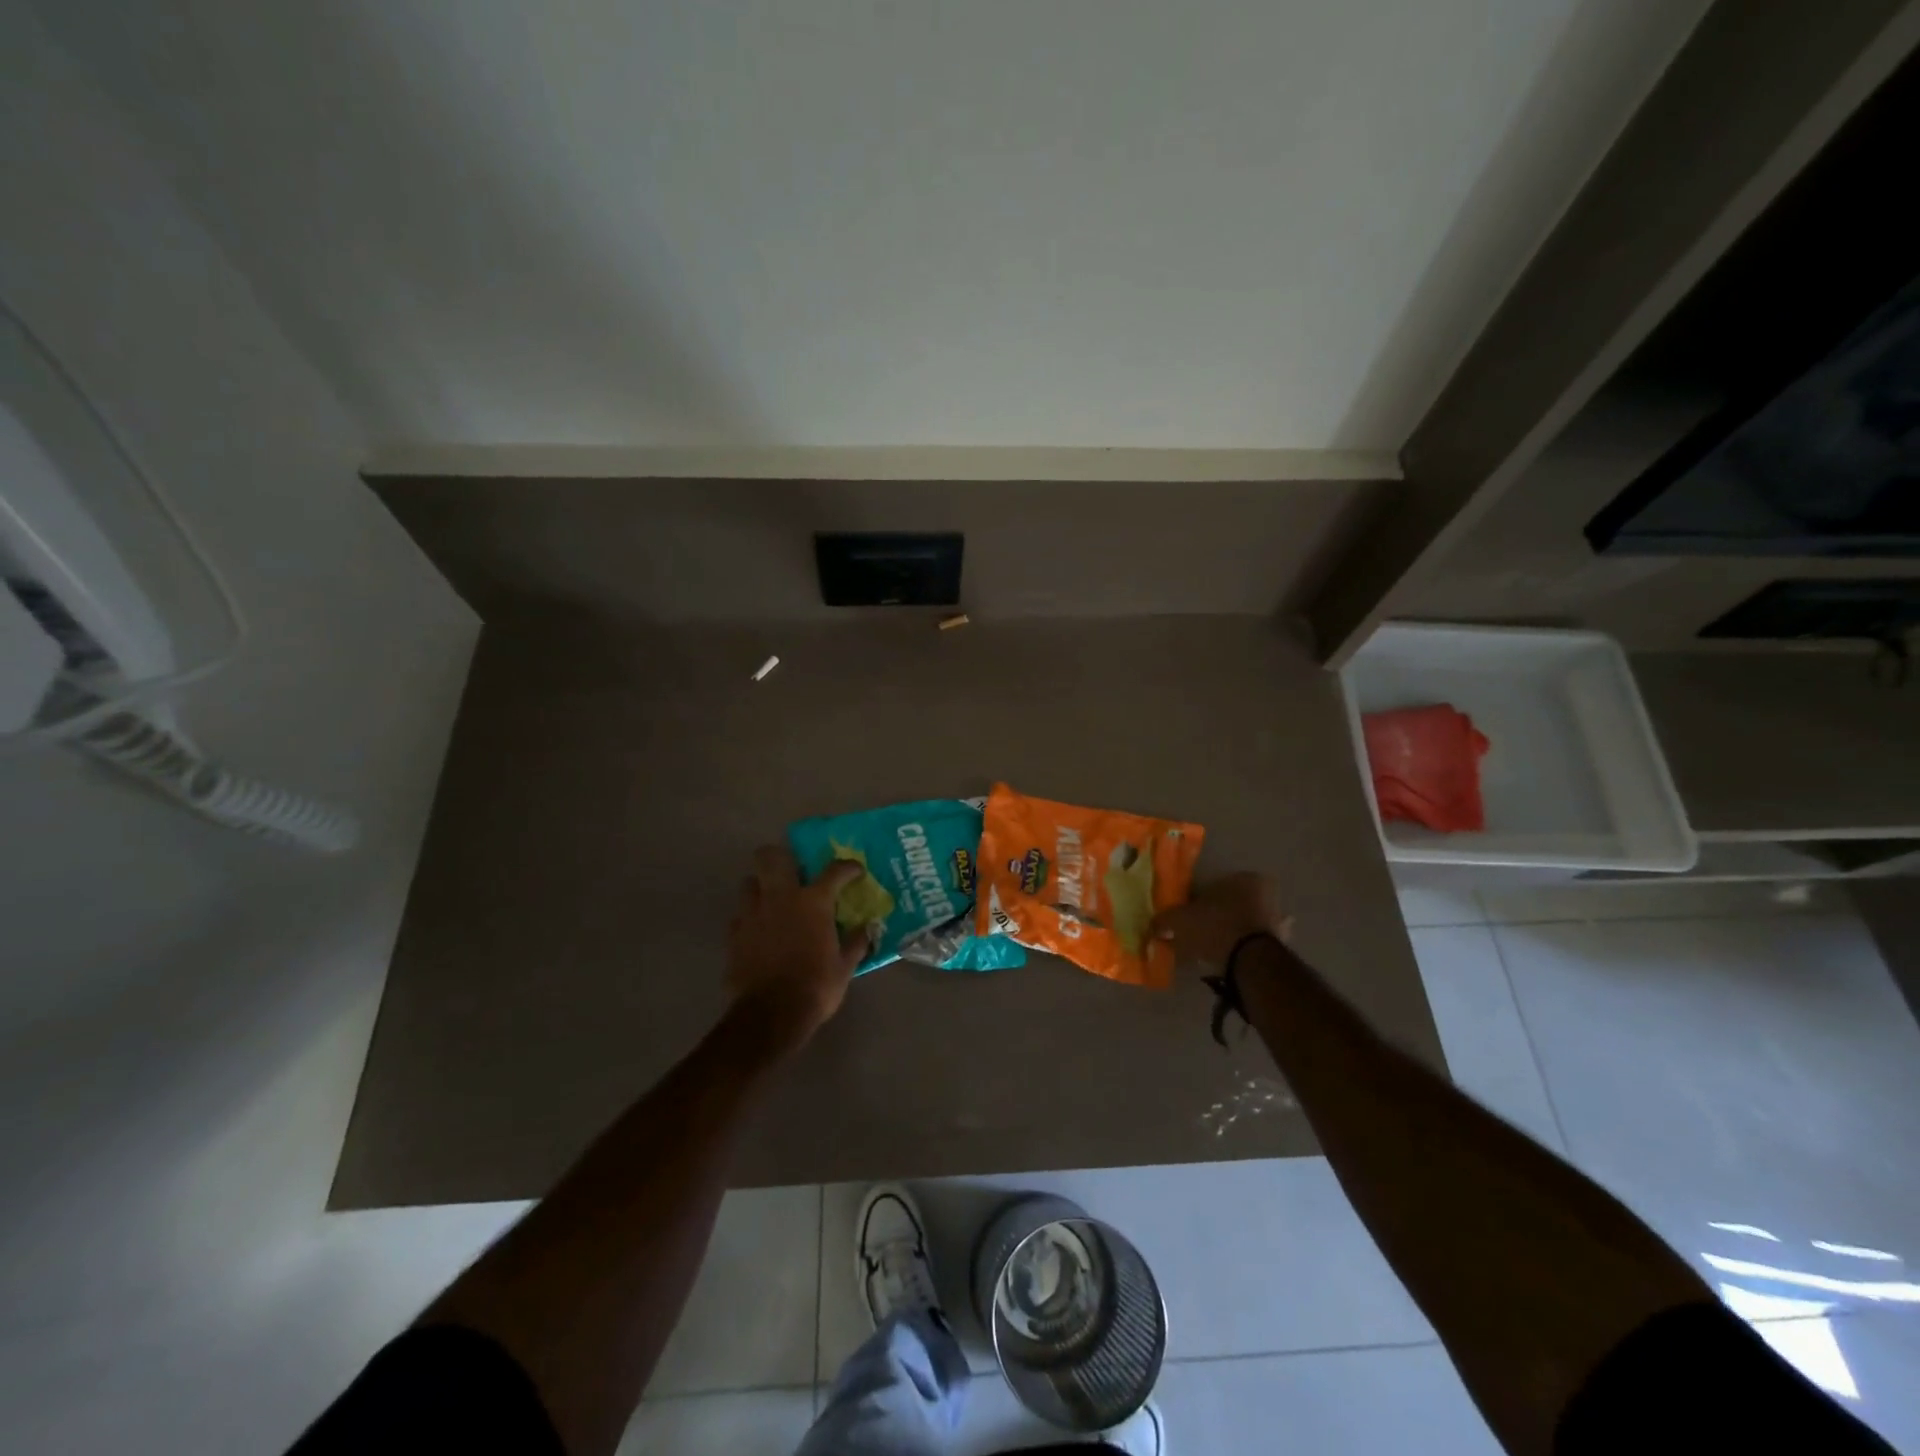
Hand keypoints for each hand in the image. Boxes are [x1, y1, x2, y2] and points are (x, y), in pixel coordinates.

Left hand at [727, 846, 871, 1043]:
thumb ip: (856, 943)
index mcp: (813, 902)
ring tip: (772, 900)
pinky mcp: (734, 934)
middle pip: (771, 857)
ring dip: (761, 886)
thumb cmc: (815, 987)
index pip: (834, 871)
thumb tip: (868, 928)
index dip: (848, 867)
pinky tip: (758, 931)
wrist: (770, 1015)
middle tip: (793, 869)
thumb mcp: (845, 967)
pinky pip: (739, 915)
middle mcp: (780, 898)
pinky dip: (749, 918)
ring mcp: (752, 914)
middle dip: (780, 856)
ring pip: (749, 882)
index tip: (855, 870)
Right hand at [1150, 872, 1291, 968]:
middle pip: (1233, 904)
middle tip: (1199, 933)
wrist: (1250, 962)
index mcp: (1244, 878)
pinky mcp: (1281, 946)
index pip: (1215, 885)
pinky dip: (1243, 953)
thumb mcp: (1180, 921)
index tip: (1188, 915)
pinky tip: (1229, 962)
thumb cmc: (1214, 928)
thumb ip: (1165, 920)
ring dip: (1232, 934)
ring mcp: (1277, 922)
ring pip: (1246, 924)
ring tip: (1212, 950)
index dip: (1198, 901)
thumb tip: (1154, 925)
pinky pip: (1255, 947)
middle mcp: (1266, 894)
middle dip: (1217, 916)